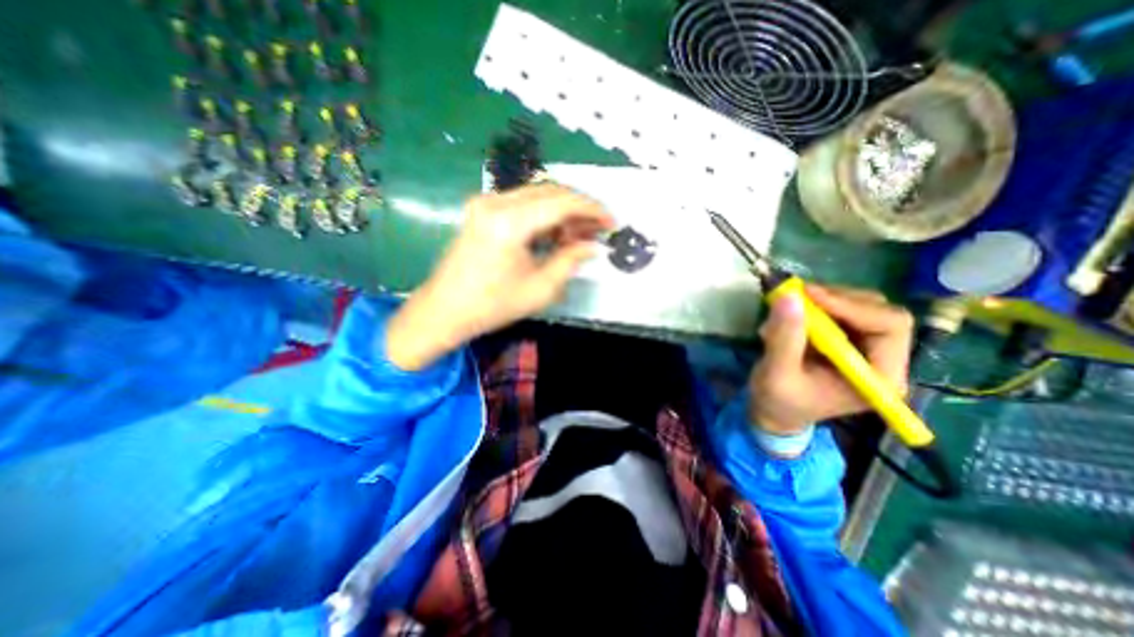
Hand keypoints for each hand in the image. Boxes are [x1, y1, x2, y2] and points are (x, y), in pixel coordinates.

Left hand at [386, 185, 611, 369]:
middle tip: (597, 229)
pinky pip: (522, 202)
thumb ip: (570, 261)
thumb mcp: (540, 289)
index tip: (611, 222)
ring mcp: (485, 203)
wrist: (444, 310)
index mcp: (509, 222)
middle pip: (550, 190)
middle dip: (579, 207)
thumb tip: (592, 246)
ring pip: (537, 194)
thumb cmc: (492, 306)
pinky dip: (543, 213)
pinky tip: (554, 233)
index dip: (592, 209)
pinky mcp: (481, 210)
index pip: (562, 202)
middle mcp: (495, 202)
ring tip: (578, 235)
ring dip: (562, 210)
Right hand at [752, 285, 913, 434]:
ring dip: (824, 300)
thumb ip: (785, 338)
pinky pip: (841, 310)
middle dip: (837, 299)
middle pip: (879, 311)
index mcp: (879, 377)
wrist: (774, 412)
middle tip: (798, 295)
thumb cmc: (779, 401)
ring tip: (789, 309)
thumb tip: (788, 297)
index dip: (851, 306)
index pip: (889, 326)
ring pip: (860, 305)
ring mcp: (866, 348)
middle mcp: (882, 359)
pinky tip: (792, 316)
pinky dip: (816, 306)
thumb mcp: (777, 373)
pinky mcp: (847, 340)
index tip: (808, 295)